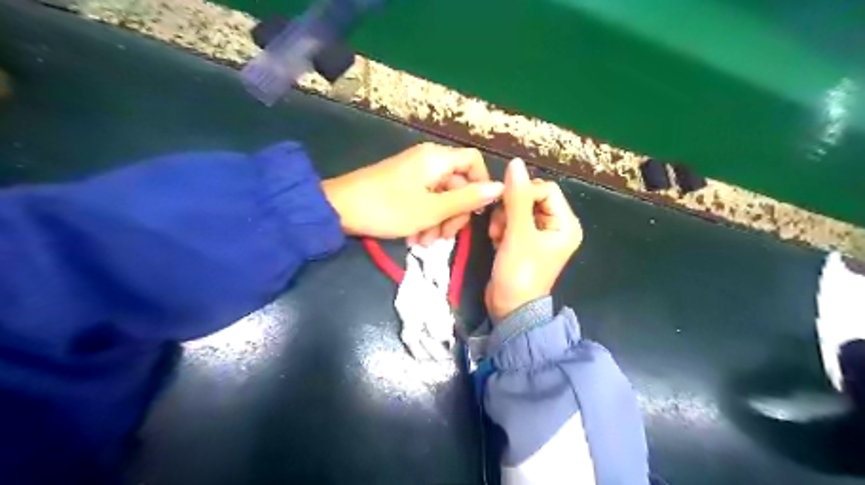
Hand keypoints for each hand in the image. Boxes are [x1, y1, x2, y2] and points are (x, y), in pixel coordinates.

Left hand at [321, 144, 504, 241]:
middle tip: (443, 238)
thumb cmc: (388, 208)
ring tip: (424, 243)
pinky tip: (415, 238)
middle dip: (454, 213)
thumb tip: (500, 187)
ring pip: (441, 197)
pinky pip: (425, 200)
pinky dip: (425, 219)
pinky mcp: (403, 186)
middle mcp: (428, 161)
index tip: (476, 212)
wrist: (339, 210)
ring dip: (439, 222)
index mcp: (437, 159)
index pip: (474, 162)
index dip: (481, 185)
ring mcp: (414, 174)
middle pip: (458, 183)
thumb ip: (467, 199)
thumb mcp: (432, 209)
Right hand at [485, 160, 580, 322]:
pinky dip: (502, 227)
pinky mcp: (524, 241)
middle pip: (531, 197)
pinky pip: (512, 221)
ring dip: (503, 218)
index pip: (546, 189)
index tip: (506, 208)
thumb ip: (516, 198)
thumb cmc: (519, 272)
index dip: (524, 193)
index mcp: (566, 224)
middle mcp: (556, 226)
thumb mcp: (518, 233)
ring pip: (518, 208)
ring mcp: (539, 234)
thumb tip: (515, 163)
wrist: (509, 307)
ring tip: (497, 235)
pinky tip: (496, 240)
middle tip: (500, 226)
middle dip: (511, 208)